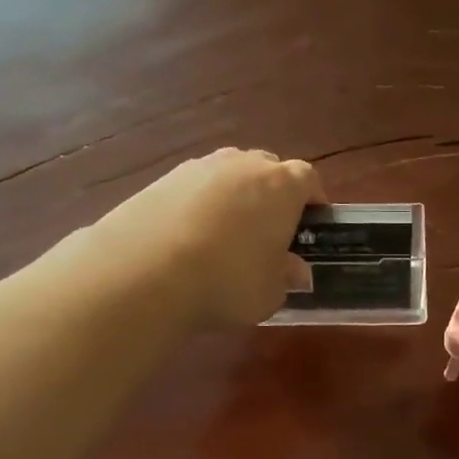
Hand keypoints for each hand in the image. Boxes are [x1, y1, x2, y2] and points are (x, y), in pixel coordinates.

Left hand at [84, 147, 326, 325]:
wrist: (145, 270)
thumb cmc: (228, 281)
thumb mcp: (271, 293)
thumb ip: (287, 277)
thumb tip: (294, 269)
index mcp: (281, 186)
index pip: (309, 179)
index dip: (314, 201)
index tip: (311, 226)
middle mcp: (242, 165)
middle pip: (268, 169)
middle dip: (273, 196)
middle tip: (269, 233)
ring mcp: (198, 167)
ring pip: (228, 176)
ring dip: (234, 199)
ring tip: (226, 238)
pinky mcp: (161, 180)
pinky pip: (194, 189)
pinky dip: (199, 207)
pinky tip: (191, 241)